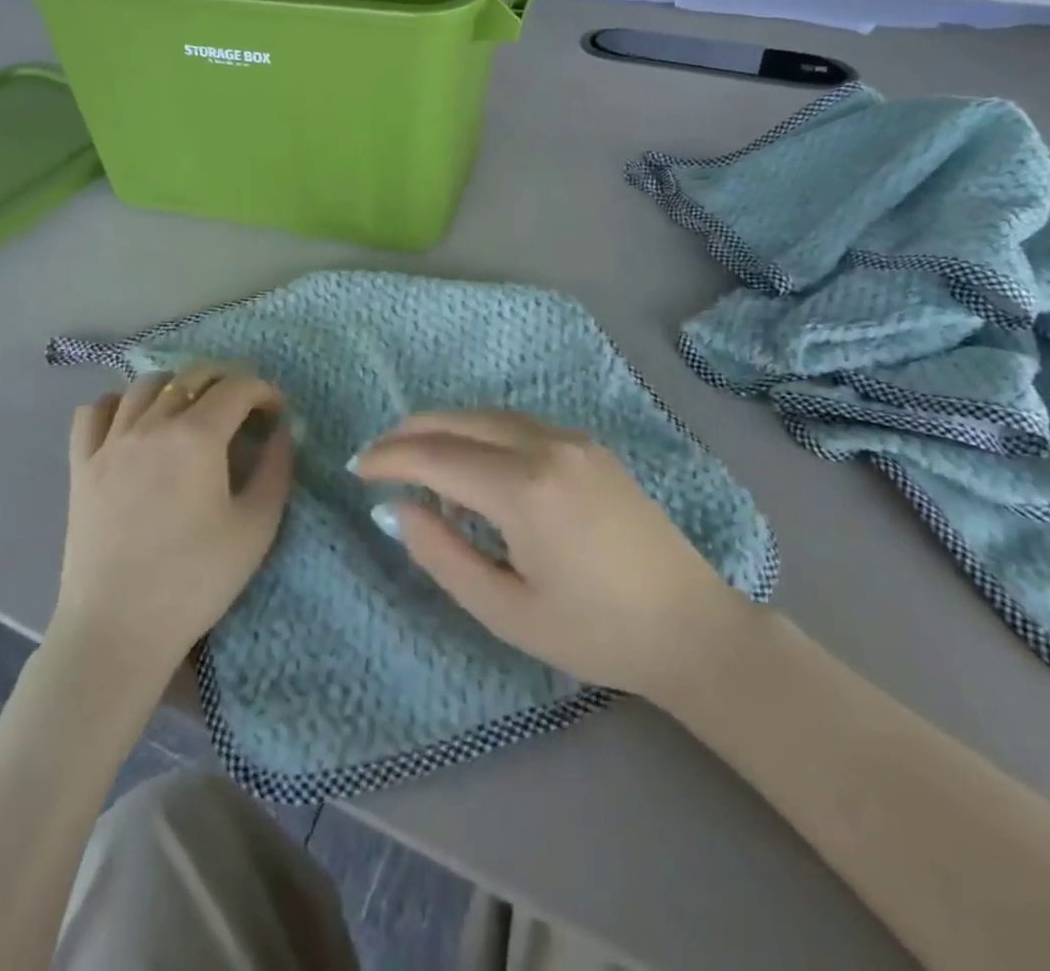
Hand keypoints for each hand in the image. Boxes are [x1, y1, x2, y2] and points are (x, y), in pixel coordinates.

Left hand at [50, 364, 292, 685]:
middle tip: (244, 407)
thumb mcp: (256, 527)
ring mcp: (110, 442)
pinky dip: (119, 403)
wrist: (117, 629)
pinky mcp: (81, 465)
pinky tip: (133, 421)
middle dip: (226, 381)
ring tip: (192, 410)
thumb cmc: (195, 580)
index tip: (276, 412)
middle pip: (192, 376)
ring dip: (177, 386)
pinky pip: (94, 411)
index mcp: (197, 437)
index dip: (264, 391)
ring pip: (144, 385)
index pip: (237, 388)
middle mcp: (151, 425)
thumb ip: (276, 469)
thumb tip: (281, 432)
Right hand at [355, 412, 746, 695]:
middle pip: (458, 421)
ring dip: (446, 433)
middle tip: (377, 458)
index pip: (435, 455)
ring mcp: (572, 439)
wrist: (692, 627)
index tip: (356, 469)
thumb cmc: (594, 632)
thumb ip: (441, 554)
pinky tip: (475, 473)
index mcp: (523, 487)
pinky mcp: (588, 446)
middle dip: (410, 433)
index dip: (389, 458)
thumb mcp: (505, 610)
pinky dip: (481, 438)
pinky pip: (517, 427)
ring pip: (487, 417)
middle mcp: (546, 445)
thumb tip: (396, 509)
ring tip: (419, 469)